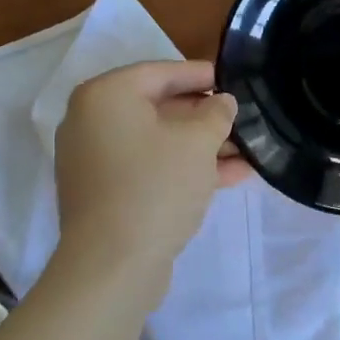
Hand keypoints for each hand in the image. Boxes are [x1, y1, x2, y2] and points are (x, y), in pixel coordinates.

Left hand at [53, 60, 249, 291]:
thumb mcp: (198, 141)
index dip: (201, 75)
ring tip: (247, 150)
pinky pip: (149, 167)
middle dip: (205, 116)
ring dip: (201, 145)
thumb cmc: (155, 186)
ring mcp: (95, 160)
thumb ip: (216, 113)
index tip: (233, 80)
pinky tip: (230, 175)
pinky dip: (183, 168)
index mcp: (106, 95)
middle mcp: (92, 121)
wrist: (112, 267)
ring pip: (158, 141)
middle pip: (159, 107)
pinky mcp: (104, 193)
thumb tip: (222, 102)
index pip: (161, 72)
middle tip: (241, 118)